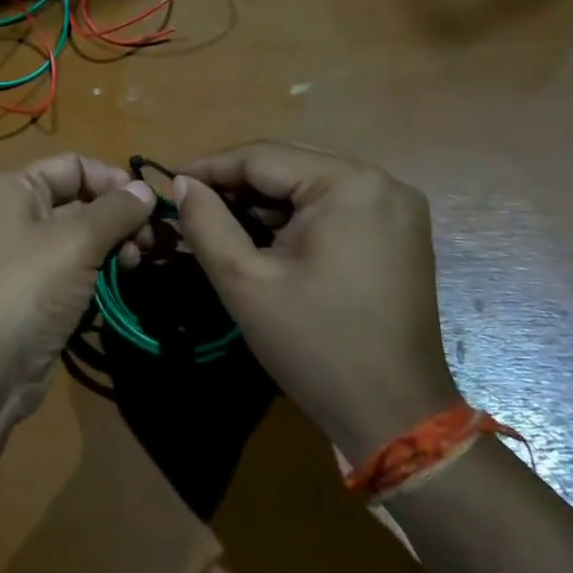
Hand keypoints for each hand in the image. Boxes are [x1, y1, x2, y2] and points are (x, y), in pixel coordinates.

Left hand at [0, 153, 153, 418]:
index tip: (148, 205)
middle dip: (119, 217)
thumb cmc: (25, 287)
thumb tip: (144, 189)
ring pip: (80, 240)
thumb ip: (116, 211)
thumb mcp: (76, 240)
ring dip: (113, 247)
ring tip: (136, 265)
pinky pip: (73, 273)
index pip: (74, 166)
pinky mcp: (34, 297)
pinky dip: (99, 274)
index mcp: (15, 189)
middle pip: (79, 202)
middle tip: (150, 244)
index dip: (113, 180)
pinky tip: (120, 284)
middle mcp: (16, 216)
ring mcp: (23, 259)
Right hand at [173, 142, 459, 456]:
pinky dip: (298, 213)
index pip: (263, 157)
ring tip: (221, 217)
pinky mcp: (402, 232)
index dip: (210, 167)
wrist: (394, 415)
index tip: (170, 180)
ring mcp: (398, 206)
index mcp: (348, 184)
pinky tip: (267, 234)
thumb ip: (206, 223)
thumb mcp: (244, 281)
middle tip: (191, 200)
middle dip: (238, 180)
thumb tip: (183, 184)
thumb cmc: (315, 344)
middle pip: (290, 164)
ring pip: (312, 183)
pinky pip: (337, 204)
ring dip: (266, 198)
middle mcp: (382, 181)